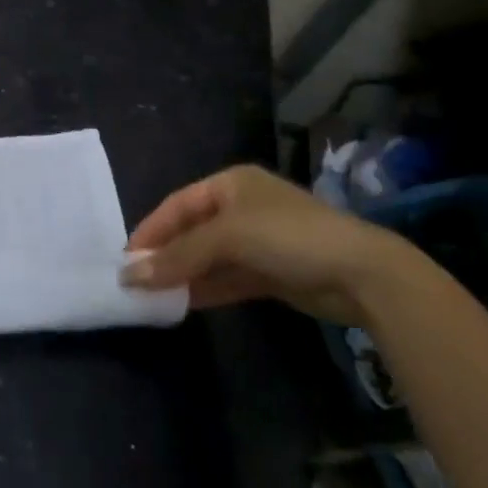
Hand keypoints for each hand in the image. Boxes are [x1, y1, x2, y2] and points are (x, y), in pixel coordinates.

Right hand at [122, 165, 405, 322]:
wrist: (362, 275)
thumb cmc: (288, 236)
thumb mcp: (228, 238)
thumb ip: (179, 256)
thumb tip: (131, 275)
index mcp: (231, 184)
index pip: (178, 204)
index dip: (151, 229)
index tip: (126, 258)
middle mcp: (241, 208)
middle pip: (192, 231)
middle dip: (165, 254)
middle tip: (135, 281)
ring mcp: (258, 242)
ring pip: (208, 258)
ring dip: (183, 275)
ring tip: (152, 297)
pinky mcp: (271, 273)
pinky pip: (227, 278)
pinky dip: (205, 289)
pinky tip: (182, 304)